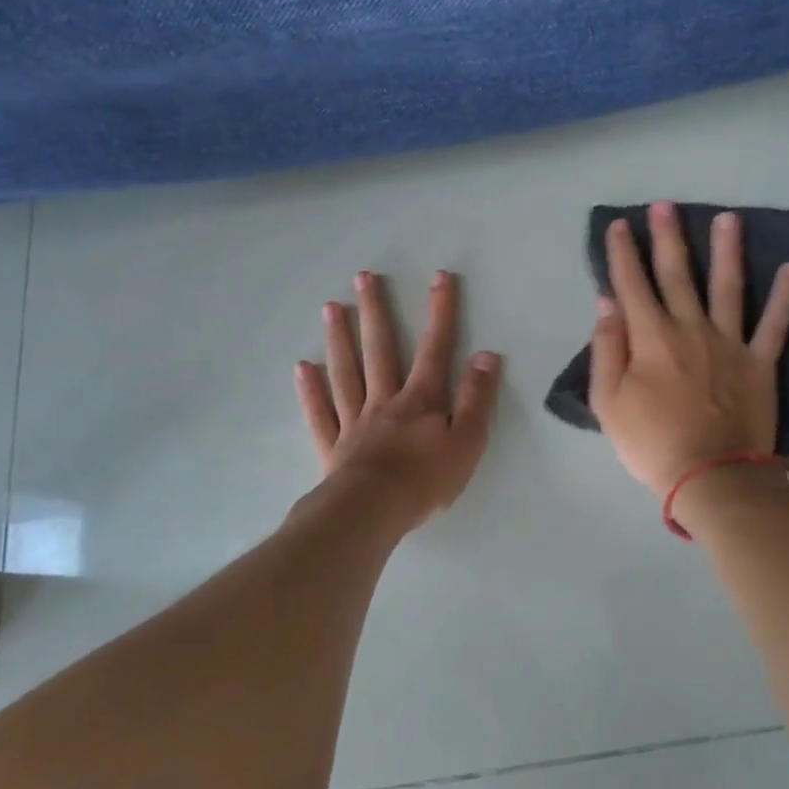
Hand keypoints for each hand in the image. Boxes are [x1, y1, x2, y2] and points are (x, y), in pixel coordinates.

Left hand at [296, 269, 502, 530]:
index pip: (436, 348)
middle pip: (380, 350)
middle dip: (375, 312)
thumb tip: (486, 355)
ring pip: (346, 373)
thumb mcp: (468, 440)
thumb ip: (476, 398)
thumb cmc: (427, 479)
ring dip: (339, 339)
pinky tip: (302, 368)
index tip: (439, 277)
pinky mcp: (334, 447)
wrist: (374, 512)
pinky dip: (311, 390)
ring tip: (330, 307)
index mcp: (421, 400)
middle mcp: (385, 401)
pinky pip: (321, 413)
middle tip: (363, 277)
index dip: (440, 312)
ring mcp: (355, 422)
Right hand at [588, 202, 788, 495]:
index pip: (632, 285)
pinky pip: (775, 324)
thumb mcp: (609, 402)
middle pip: (677, 274)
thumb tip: (607, 303)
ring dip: (727, 250)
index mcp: (651, 337)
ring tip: (729, 218)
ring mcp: (730, 342)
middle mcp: (691, 328)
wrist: (711, 476)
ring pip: (728, 286)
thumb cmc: (651, 442)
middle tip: (666, 205)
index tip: (618, 225)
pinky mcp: (760, 362)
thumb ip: (608, 348)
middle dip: (668, 238)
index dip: (622, 253)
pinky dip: (785, 296)